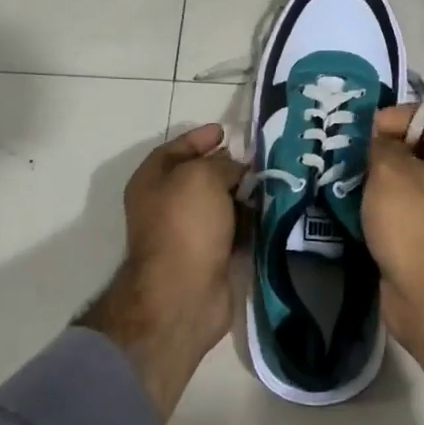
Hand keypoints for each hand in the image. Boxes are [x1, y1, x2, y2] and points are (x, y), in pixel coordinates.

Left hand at [78, 123, 244, 420]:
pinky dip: (248, 222)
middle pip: (199, 177)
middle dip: (227, 166)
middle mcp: (165, 205)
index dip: (199, 137)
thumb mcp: (203, 177)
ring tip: (271, 182)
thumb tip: (236, 169)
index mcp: (152, 180)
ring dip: (242, 195)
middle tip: (257, 157)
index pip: (176, 149)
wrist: (183, 294)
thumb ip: (222, 164)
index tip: (225, 130)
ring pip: (219, 204)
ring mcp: (187, 233)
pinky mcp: (208, 257)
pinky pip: (232, 230)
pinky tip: (269, 213)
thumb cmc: (185, 225)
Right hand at [365, 104, 423, 424]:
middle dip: (381, 150)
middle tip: (349, 155)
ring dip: (375, 182)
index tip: (369, 130)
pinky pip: (398, 215)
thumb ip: (382, 145)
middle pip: (417, 150)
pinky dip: (376, 211)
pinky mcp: (423, 242)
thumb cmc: (413, 220)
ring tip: (344, 181)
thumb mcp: (390, 169)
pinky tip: (351, 211)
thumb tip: (382, 142)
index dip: (399, 115)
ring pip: (404, 185)